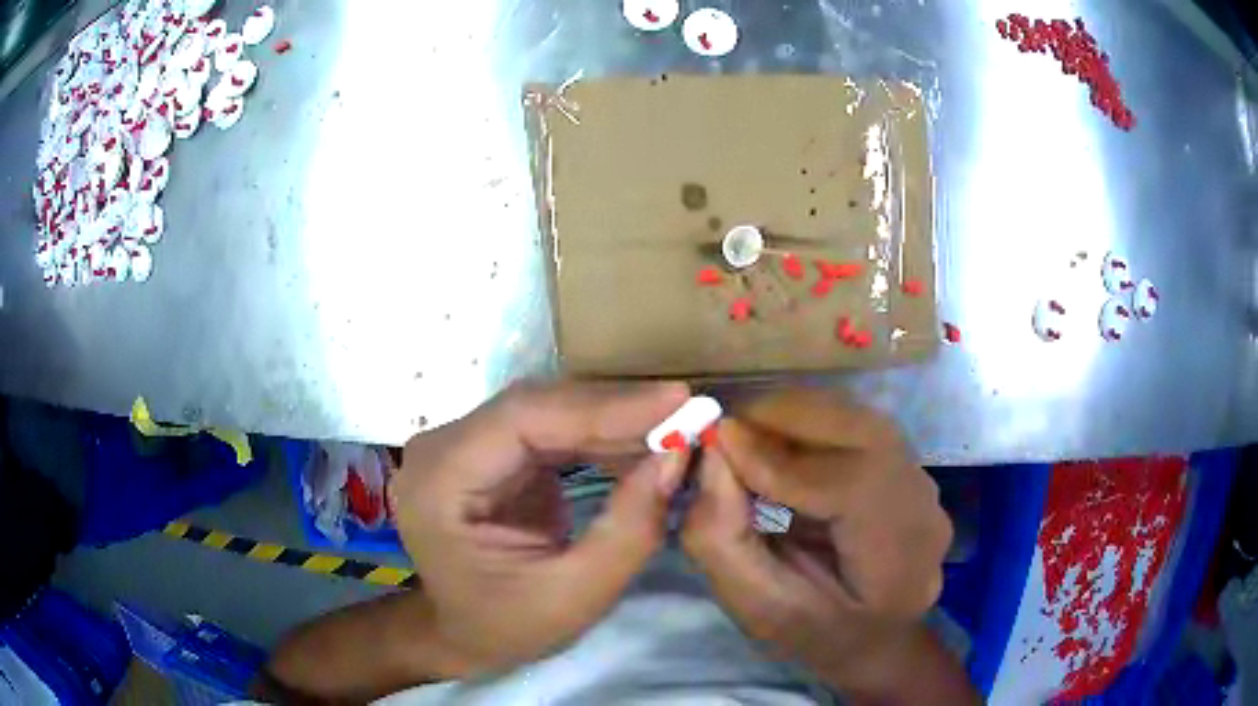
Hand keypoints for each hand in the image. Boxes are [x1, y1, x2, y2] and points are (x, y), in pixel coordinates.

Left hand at [390, 381, 690, 676]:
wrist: (458, 634)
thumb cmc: (504, 627)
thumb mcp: (573, 596)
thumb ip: (628, 529)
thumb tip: (676, 456)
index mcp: (440, 481)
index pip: (522, 419)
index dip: (602, 406)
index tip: (677, 401)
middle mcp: (443, 447)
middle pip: (535, 406)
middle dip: (615, 410)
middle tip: (686, 411)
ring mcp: (462, 444)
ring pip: (546, 412)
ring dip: (611, 420)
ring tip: (673, 427)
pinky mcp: (487, 452)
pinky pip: (548, 430)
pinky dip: (597, 436)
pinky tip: (639, 443)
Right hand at [681, 390, 953, 698]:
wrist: (874, 638)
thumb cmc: (814, 635)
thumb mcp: (757, 608)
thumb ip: (724, 540)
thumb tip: (713, 455)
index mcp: (899, 567)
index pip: (855, 488)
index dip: (785, 462)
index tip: (722, 443)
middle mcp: (925, 515)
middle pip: (866, 436)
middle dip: (790, 419)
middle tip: (728, 429)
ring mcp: (925, 486)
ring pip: (863, 422)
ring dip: (800, 417)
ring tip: (749, 436)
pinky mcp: (911, 469)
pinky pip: (860, 429)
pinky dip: (814, 425)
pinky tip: (781, 446)